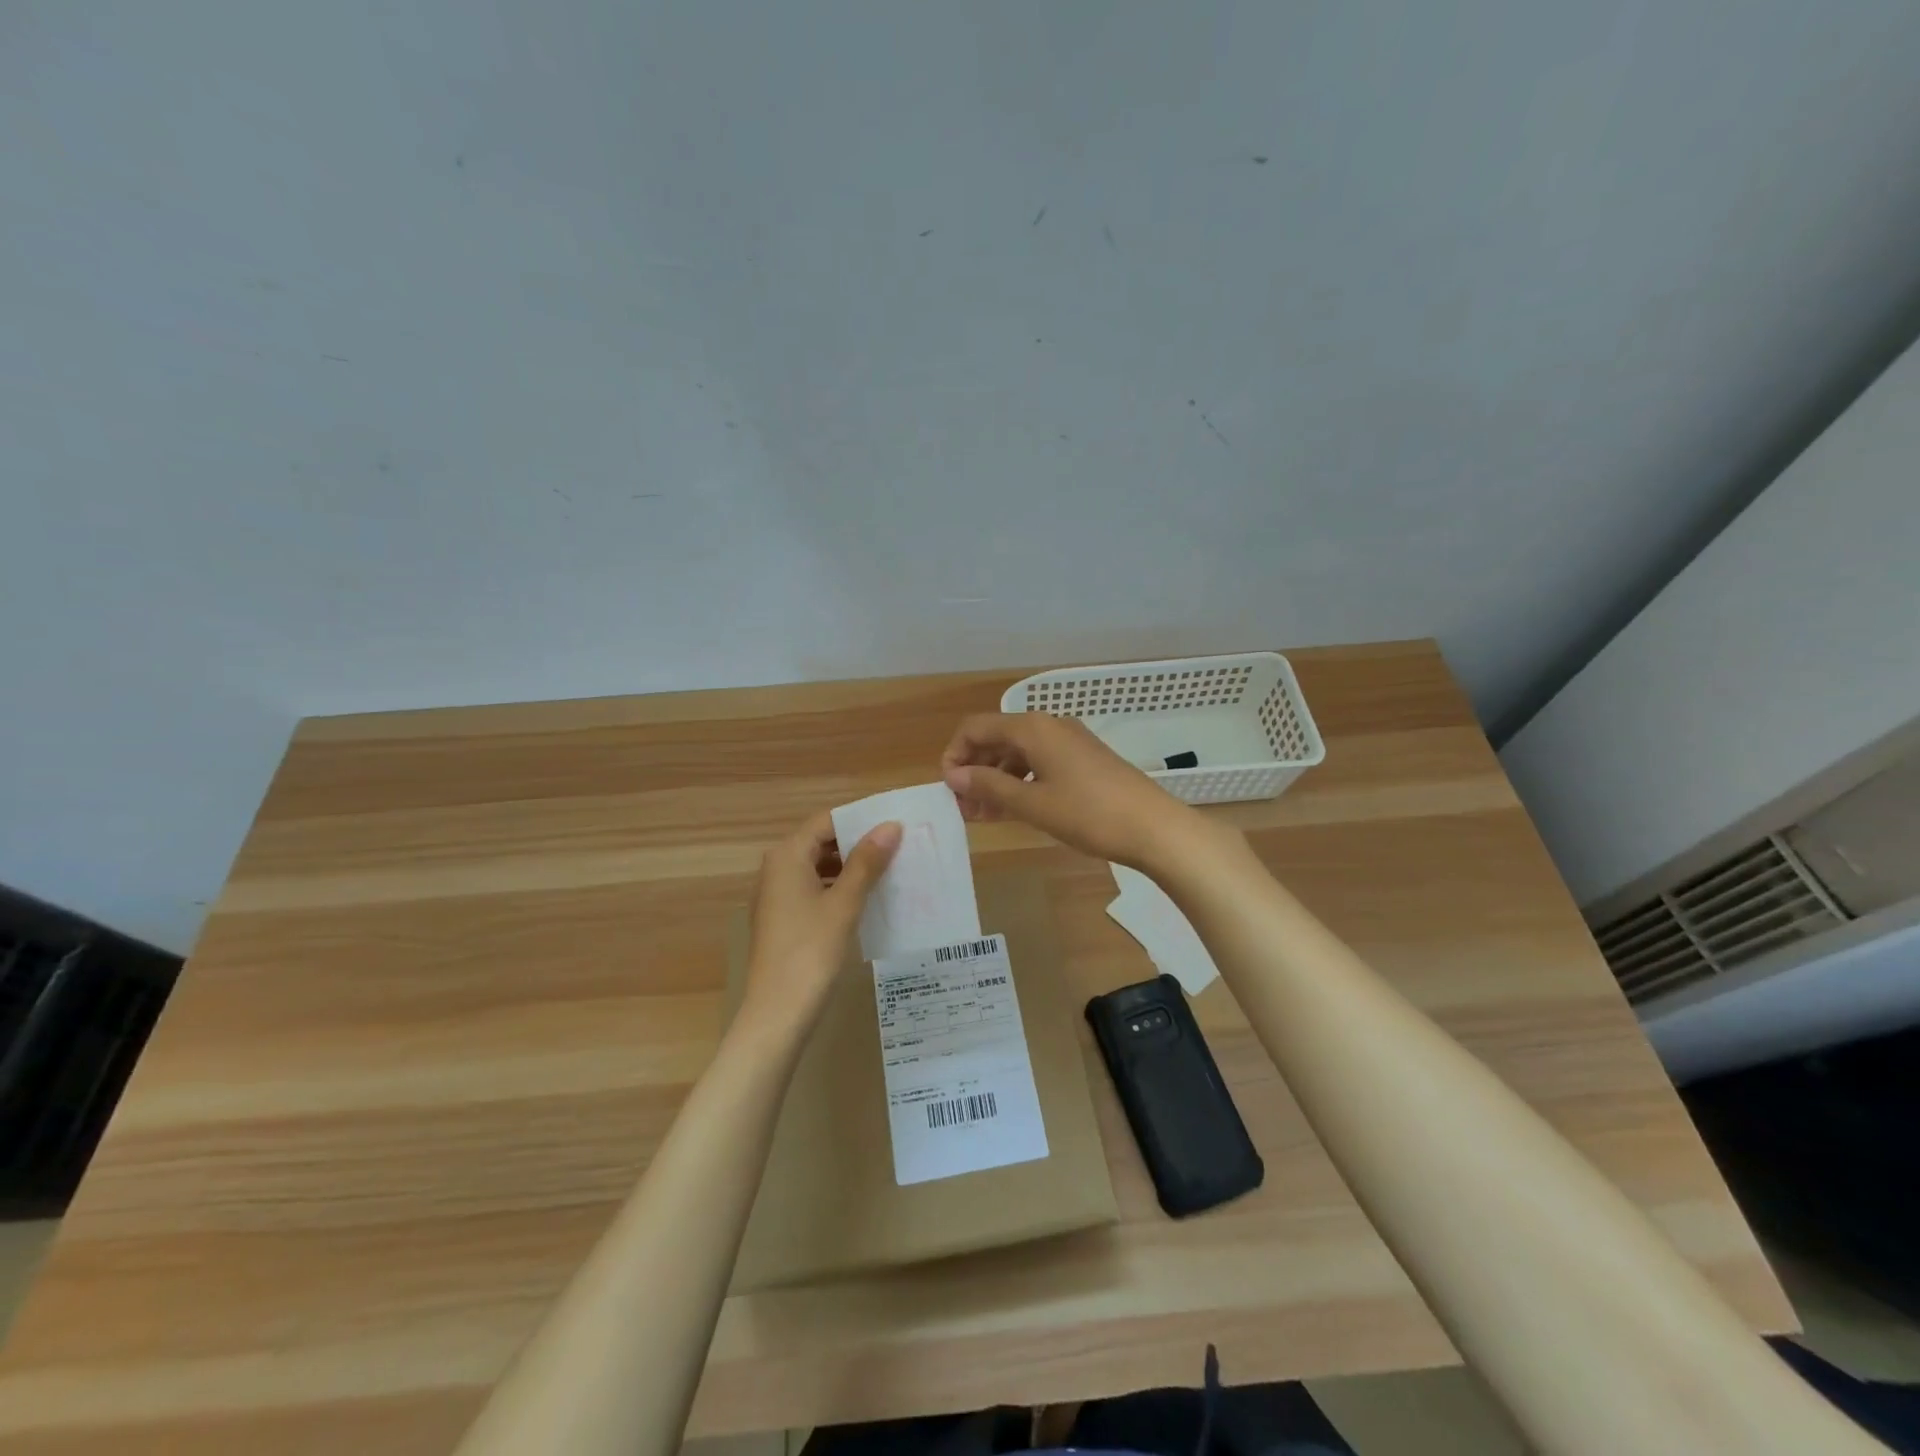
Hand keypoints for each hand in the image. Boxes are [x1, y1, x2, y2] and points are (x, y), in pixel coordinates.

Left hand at [742, 811, 900, 1029]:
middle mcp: (776, 869)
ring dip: (850, 867)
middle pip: (821, 842)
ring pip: (818, 867)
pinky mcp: (783, 919)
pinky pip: (814, 889)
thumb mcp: (844, 903)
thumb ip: (866, 862)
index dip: (860, 819)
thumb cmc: (810, 951)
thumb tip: (890, 826)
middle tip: (899, 845)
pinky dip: (838, 888)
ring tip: (890, 870)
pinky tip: (866, 899)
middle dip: (858, 843)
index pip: (826, 821)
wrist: (778, 1013)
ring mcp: (777, 895)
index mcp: (787, 856)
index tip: (895, 823)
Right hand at [940, 712, 1198, 867]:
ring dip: (996, 779)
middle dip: (975, 769)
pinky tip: (1013, 808)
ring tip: (983, 815)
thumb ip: (989, 786)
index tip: (949, 789)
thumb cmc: (1088, 813)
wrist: (1153, 827)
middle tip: (963, 807)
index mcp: (1032, 728)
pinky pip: (1039, 763)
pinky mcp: (1083, 760)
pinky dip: (1020, 782)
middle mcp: (1049, 726)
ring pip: (1018, 753)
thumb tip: (954, 775)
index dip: (955, 754)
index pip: (976, 727)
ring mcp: (1069, 742)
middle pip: (997, 738)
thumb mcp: (1032, 803)